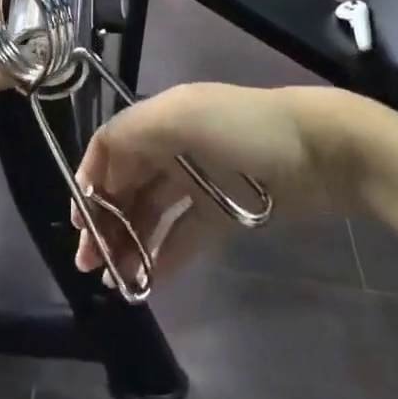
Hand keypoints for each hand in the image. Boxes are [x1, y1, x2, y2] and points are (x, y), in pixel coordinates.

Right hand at [72, 84, 354, 284]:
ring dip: (131, 242)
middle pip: (128, 183)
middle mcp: (174, 146)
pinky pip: (184, 235)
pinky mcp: (223, 213)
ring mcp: (199, 181)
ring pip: (153, 212)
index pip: (112, 146)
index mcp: (162, 118)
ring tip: (116, 281)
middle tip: (90, 264)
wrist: (318, 151)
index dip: (91, 179)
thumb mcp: (183, 116)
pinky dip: (164, 256)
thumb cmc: (242, 129)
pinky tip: (148, 282)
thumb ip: (132, 133)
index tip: (80, 222)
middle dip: (106, 219)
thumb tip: (97, 164)